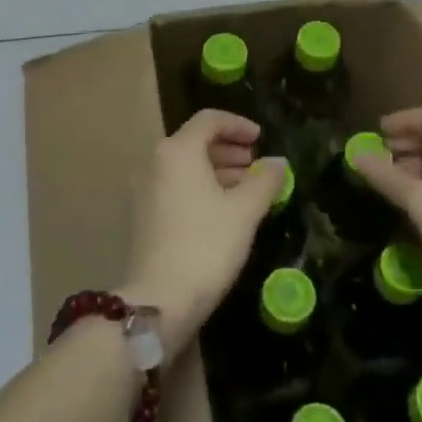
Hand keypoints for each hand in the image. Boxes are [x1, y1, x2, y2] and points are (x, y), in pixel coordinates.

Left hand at [119, 110, 287, 361]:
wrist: (159, 301)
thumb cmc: (206, 245)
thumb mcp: (244, 211)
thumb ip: (265, 180)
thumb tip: (279, 162)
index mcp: (177, 151)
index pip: (209, 120)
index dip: (238, 125)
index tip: (261, 139)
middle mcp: (155, 162)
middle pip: (195, 141)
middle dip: (229, 149)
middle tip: (257, 165)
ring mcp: (144, 190)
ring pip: (185, 166)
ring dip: (217, 170)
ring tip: (247, 189)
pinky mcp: (143, 216)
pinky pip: (176, 187)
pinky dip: (201, 188)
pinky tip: (224, 210)